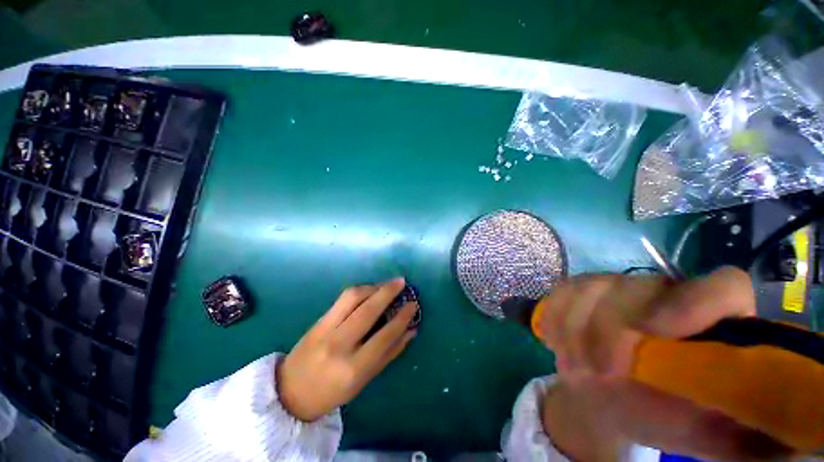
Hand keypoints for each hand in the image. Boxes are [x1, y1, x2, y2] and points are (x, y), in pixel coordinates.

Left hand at [276, 278, 417, 421]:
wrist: (290, 391)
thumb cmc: (332, 392)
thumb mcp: (364, 380)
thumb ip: (389, 353)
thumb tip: (411, 330)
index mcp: (353, 368)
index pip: (384, 336)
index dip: (402, 318)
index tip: (413, 304)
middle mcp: (339, 345)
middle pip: (368, 310)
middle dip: (387, 292)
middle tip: (401, 282)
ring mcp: (325, 329)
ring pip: (352, 297)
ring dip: (373, 287)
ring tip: (386, 285)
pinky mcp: (318, 319)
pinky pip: (343, 298)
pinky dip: (360, 290)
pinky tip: (370, 290)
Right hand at [536, 267, 790, 459]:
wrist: (609, 397)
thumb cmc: (668, 416)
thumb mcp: (713, 435)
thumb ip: (755, 430)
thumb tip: (798, 435)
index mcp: (712, 320)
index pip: (723, 285)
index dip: (694, 302)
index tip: (657, 332)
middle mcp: (664, 291)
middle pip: (634, 286)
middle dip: (608, 330)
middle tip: (596, 373)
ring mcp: (613, 285)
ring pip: (587, 287)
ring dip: (574, 331)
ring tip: (574, 369)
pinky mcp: (577, 288)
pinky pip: (559, 292)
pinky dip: (554, 318)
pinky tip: (555, 341)